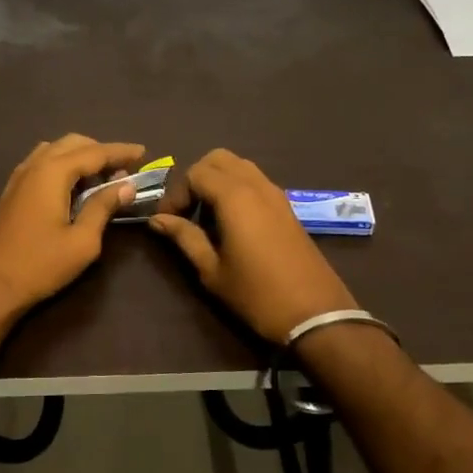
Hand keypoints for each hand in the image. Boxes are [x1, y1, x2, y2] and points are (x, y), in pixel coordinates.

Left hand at [0, 135, 146, 329]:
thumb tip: (126, 185)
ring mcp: (18, 177)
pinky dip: (62, 166)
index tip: (143, 153)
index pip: (94, 152)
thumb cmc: (40, 265)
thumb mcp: (82, 240)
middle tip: (123, 170)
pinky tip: (72, 187)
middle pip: (72, 143)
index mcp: (52, 172)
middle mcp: (34, 166)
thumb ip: (103, 207)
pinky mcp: (11, 191)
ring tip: (100, 179)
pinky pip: (41, 164)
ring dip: (80, 157)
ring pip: (54, 151)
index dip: (120, 151)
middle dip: (100, 151)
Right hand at [149, 149, 356, 343]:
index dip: (176, 193)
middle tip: (186, 210)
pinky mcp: (287, 207)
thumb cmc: (256, 294)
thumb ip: (184, 237)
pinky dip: (236, 188)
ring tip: (207, 216)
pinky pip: (255, 181)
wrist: (316, 314)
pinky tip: (231, 223)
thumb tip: (156, 219)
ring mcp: (276, 194)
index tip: (168, 221)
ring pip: (239, 166)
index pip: (195, 173)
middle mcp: (256, 185)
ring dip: (217, 181)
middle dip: (195, 178)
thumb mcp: (212, 270)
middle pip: (218, 159)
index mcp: (235, 197)